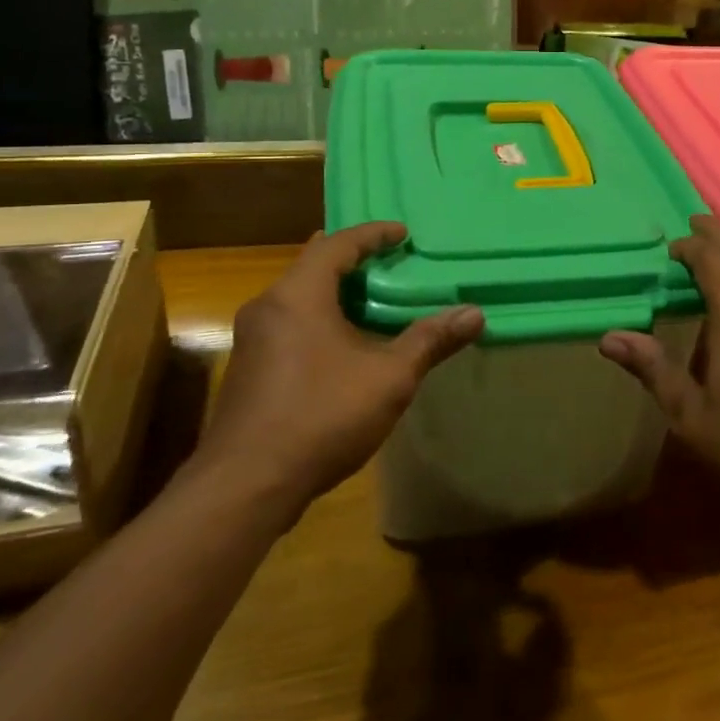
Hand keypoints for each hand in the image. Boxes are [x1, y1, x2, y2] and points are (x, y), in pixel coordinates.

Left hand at [201, 222, 482, 516]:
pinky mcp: (247, 370)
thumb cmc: (321, 416)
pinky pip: (288, 323)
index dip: (373, 234)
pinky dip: (318, 318)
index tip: (402, 233)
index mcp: (298, 294)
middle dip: (352, 259)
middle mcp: (268, 306)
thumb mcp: (389, 378)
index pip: (337, 244)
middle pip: (313, 265)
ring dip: (334, 292)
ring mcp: (251, 340)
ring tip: (371, 300)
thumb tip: (475, 313)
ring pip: (298, 297)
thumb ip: (430, 341)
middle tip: (388, 261)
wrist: (244, 486)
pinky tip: (341, 345)